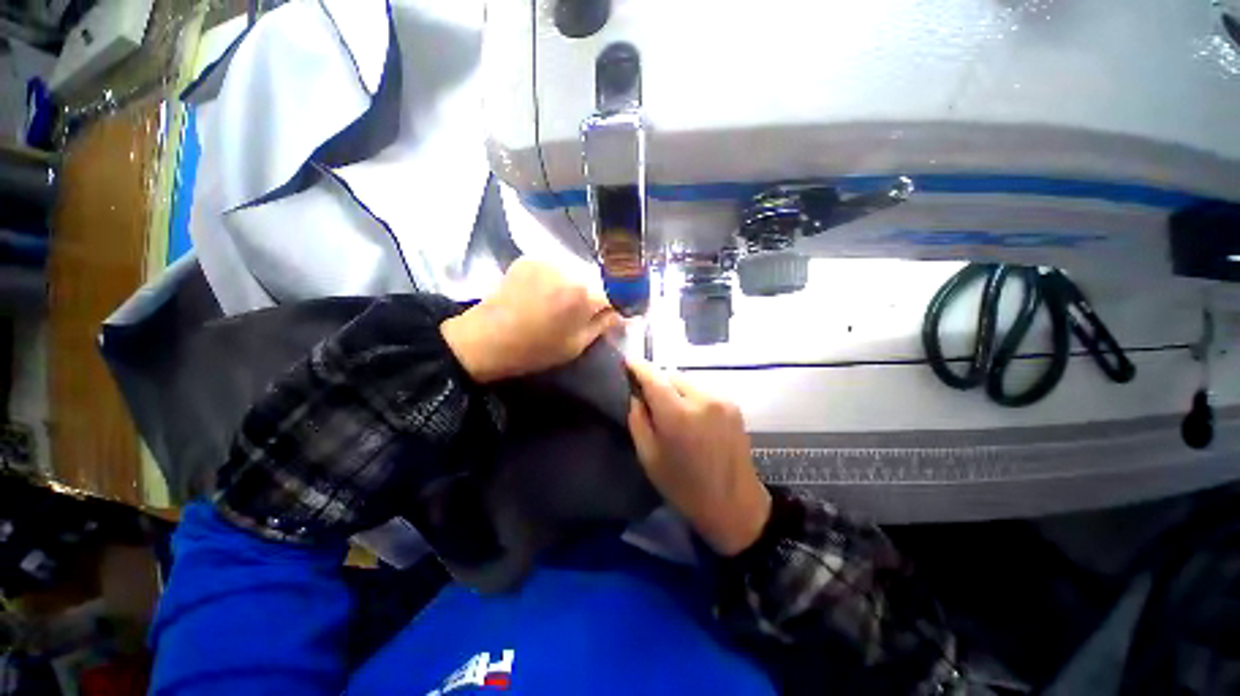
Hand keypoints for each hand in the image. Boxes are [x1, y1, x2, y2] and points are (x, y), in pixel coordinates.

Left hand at [441, 258, 619, 382]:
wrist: (485, 340)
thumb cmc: (534, 350)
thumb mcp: (576, 345)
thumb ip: (603, 325)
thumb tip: (621, 314)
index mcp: (584, 294)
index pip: (617, 292)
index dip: (618, 304)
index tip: (615, 313)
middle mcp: (569, 269)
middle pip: (595, 279)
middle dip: (595, 294)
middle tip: (583, 312)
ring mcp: (547, 260)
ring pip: (575, 271)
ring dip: (575, 285)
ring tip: (559, 303)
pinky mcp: (530, 257)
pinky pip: (555, 267)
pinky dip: (556, 278)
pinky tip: (543, 294)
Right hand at [626, 358, 771, 555]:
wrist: (734, 504)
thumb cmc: (684, 487)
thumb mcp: (649, 457)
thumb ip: (638, 420)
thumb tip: (636, 395)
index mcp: (678, 415)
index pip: (653, 377)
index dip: (638, 366)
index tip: (626, 361)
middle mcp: (702, 399)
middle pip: (671, 375)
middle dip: (656, 381)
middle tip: (648, 397)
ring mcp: (721, 399)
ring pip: (687, 381)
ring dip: (674, 388)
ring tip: (671, 409)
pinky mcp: (732, 404)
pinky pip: (702, 389)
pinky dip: (691, 395)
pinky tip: (691, 415)